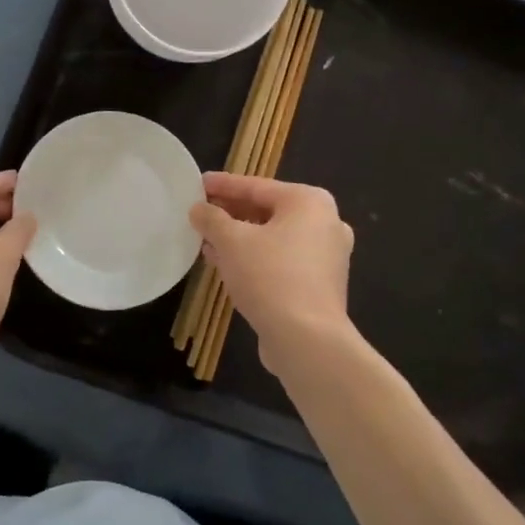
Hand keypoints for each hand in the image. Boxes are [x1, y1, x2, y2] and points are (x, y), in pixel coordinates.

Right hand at [188, 173, 354, 373]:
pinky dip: (255, 258)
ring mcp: (327, 256)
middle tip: (200, 212)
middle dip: (231, 213)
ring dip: (240, 238)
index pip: (256, 186)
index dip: (223, 185)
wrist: (308, 341)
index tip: (198, 183)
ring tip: (206, 239)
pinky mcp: (320, 285)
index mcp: (309, 202)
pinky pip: (281, 261)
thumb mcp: (231, 241)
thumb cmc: (270, 277)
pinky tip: (225, 265)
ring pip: (273, 238)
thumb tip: (198, 209)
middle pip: (267, 211)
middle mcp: (325, 223)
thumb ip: (212, 219)